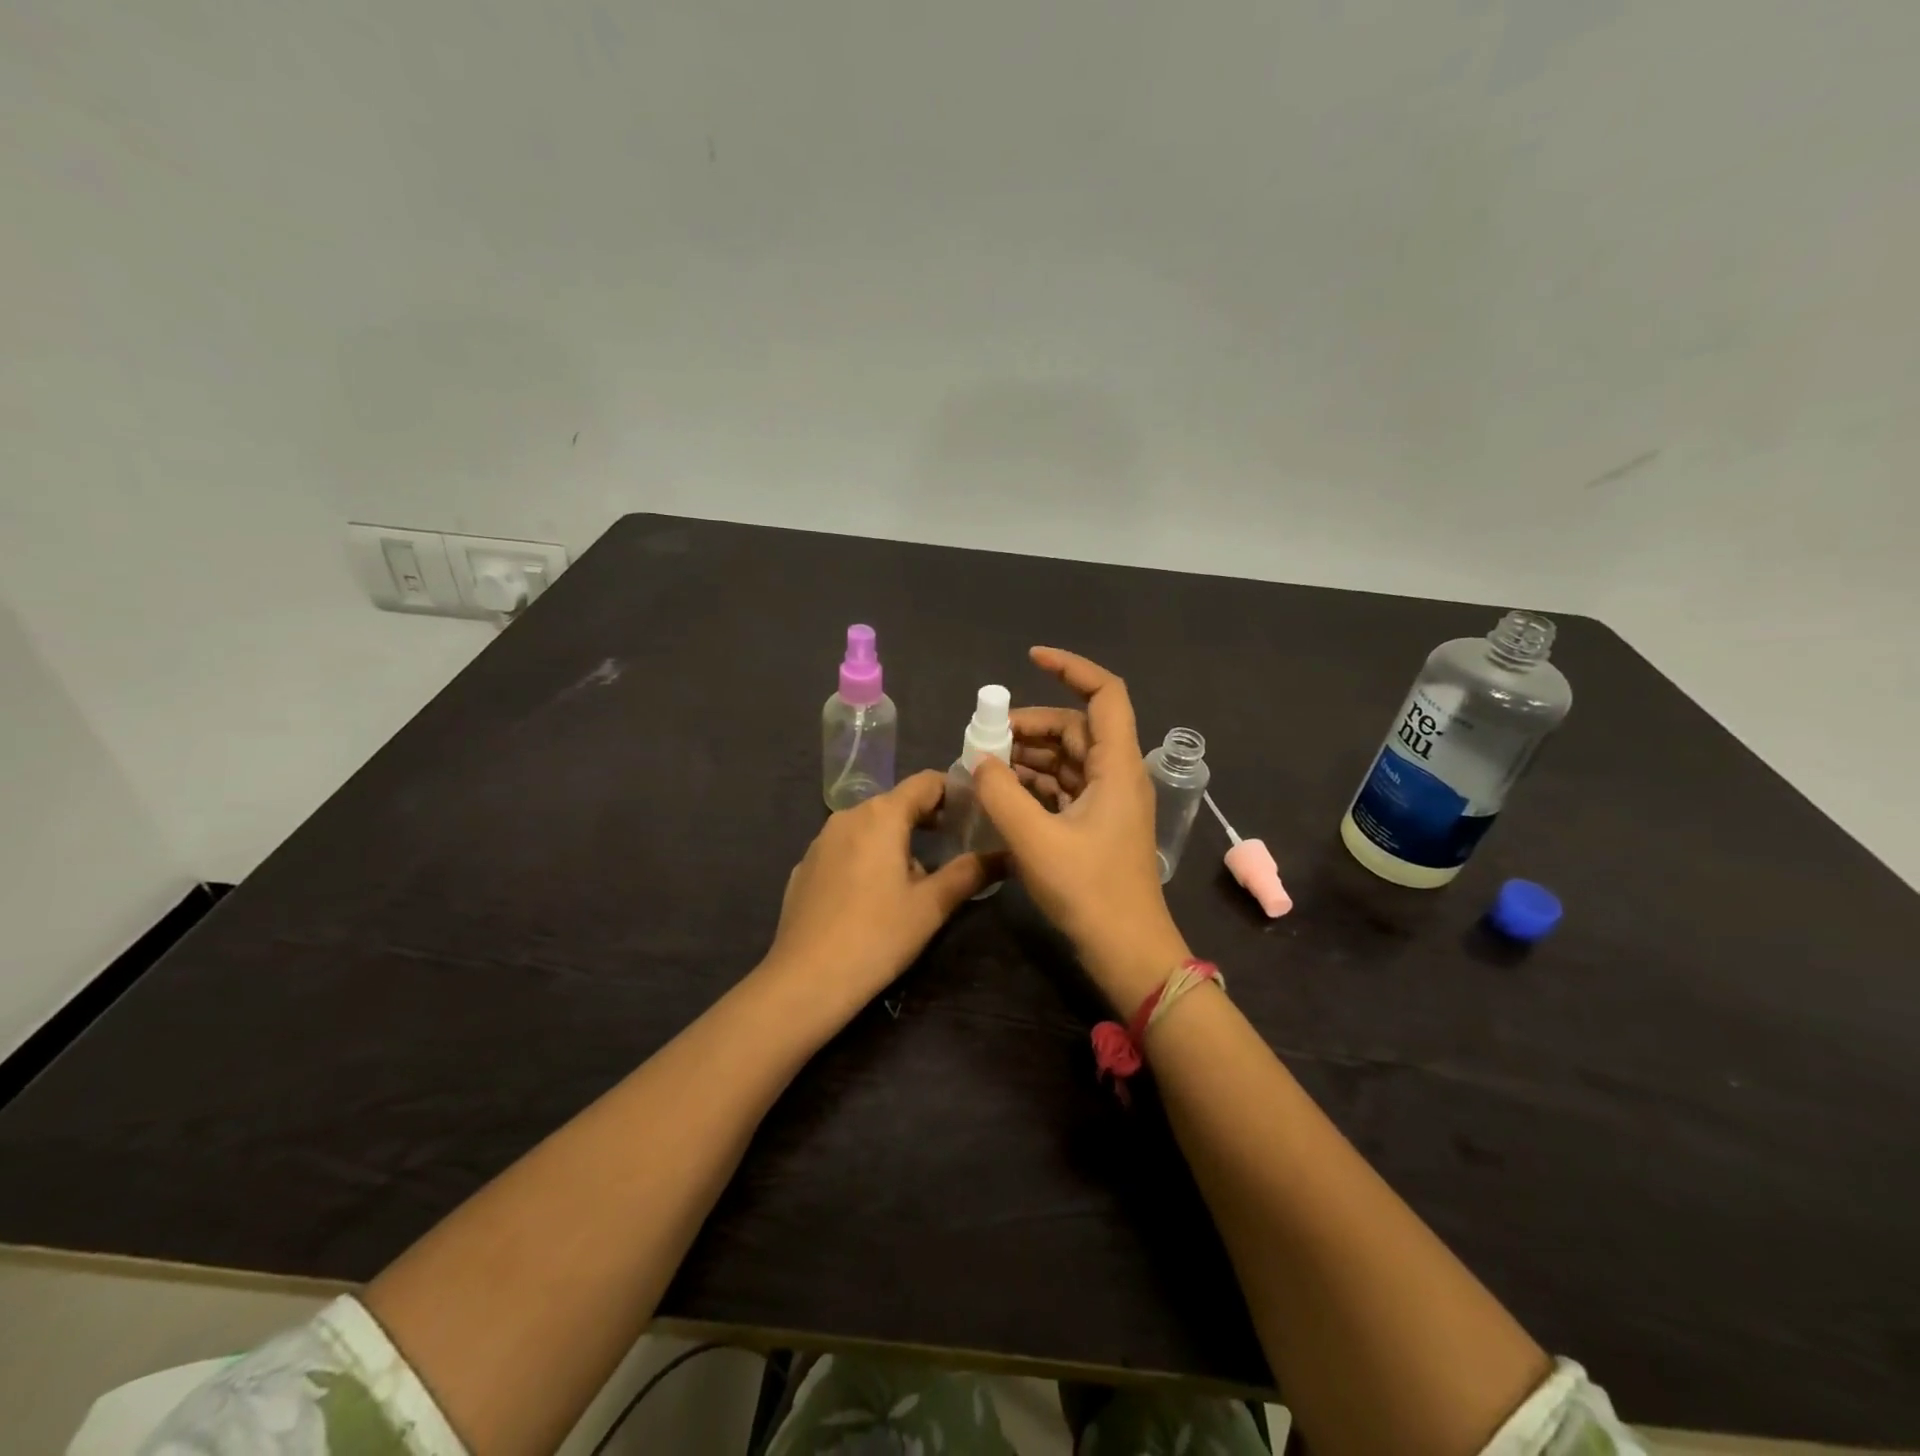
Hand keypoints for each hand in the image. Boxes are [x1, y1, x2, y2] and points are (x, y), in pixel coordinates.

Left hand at [765, 769, 993, 1021]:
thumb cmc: (877, 936)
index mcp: (881, 815)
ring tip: (919, 874)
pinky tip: (873, 895)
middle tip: (957, 843)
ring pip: (869, 826)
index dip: (955, 791)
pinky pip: (845, 849)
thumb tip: (1006, 854)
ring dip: (897, 839)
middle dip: (928, 818)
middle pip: (896, 803)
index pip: (926, 782)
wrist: (806, 979)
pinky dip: (866, 857)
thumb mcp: (932, 906)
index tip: (976, 812)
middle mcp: (847, 817)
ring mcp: (820, 841)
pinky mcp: (804, 867)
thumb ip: (970, 873)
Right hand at [972, 647, 1189, 1011]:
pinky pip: (1064, 789)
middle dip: (1031, 724)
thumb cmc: (1089, 891)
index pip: (1105, 694)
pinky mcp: (1097, 826)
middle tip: (985, 736)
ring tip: (985, 766)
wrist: (1128, 951)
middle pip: (1076, 727)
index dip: (1071, 668)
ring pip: (1068, 759)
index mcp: (1117, 766)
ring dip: (1029, 756)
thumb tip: (980, 761)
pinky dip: (1034, 784)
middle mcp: (1117, 775)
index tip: (1030, 659)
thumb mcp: (1035, 840)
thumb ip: (1001, 794)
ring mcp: (1109, 802)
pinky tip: (1002, 795)